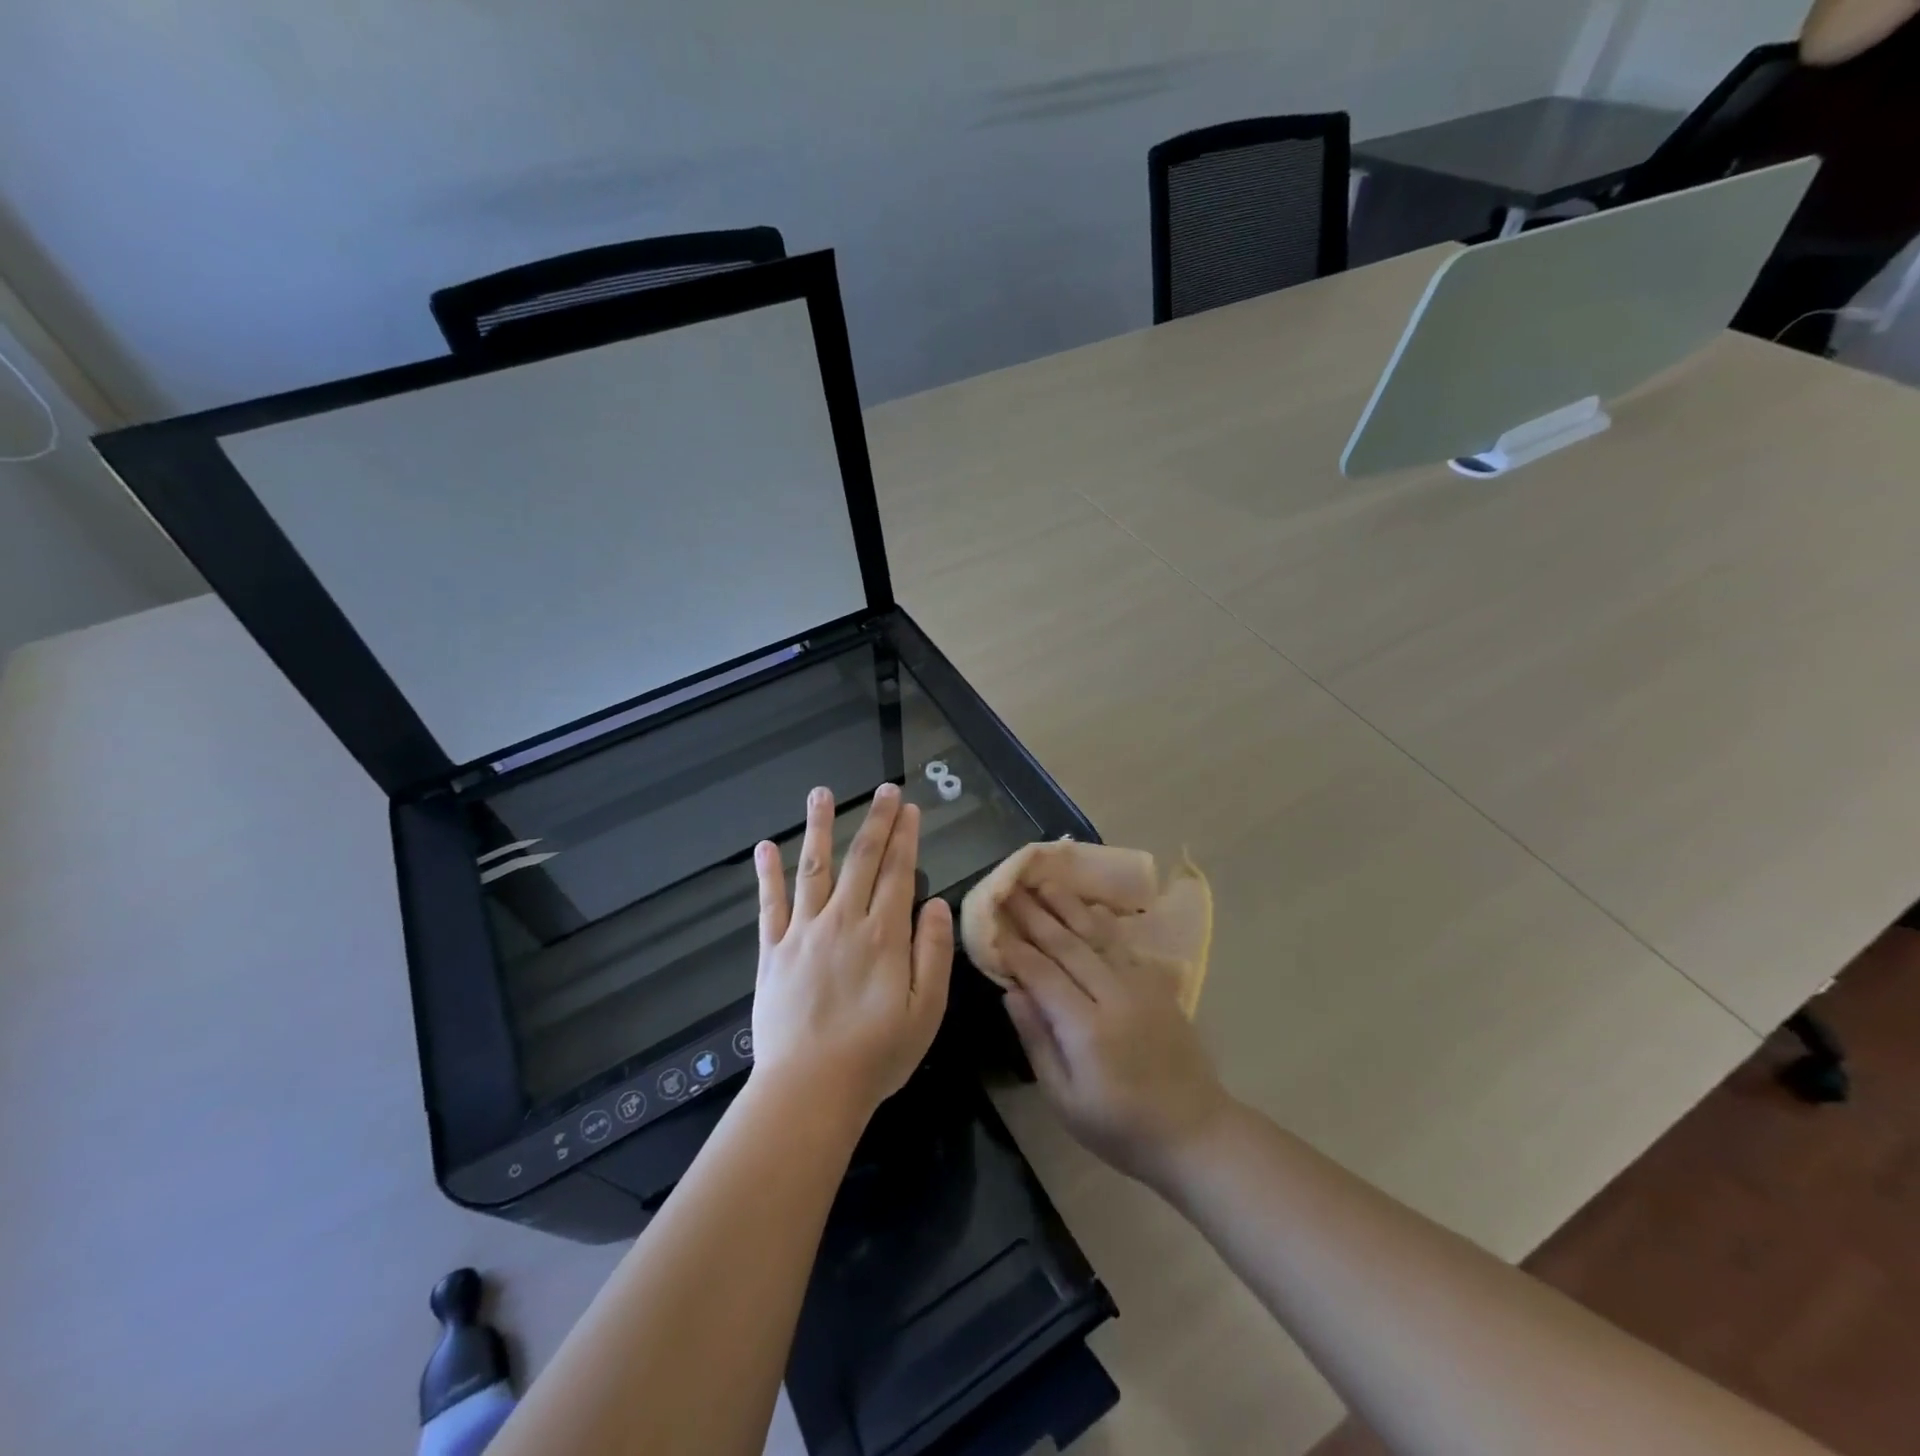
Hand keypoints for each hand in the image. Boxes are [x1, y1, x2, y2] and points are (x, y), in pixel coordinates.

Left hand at [751, 784, 953, 1125]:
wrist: (809, 1090)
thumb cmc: (876, 1055)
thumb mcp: (926, 1011)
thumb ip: (933, 953)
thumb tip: (938, 903)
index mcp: (883, 935)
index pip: (898, 872)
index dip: (905, 837)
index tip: (910, 808)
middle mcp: (843, 921)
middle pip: (861, 859)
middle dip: (876, 821)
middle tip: (885, 790)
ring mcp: (803, 933)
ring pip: (813, 869)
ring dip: (819, 828)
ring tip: (821, 793)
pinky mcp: (772, 952)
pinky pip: (770, 905)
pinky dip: (768, 875)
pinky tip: (765, 847)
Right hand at [1000, 884, 1231, 1188]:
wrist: (1195, 1131)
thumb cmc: (1120, 1126)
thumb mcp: (1065, 1098)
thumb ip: (1037, 1040)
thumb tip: (1011, 991)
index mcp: (1087, 1028)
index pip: (1042, 974)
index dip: (1015, 948)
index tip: (992, 924)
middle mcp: (1113, 995)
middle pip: (1067, 944)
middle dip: (1034, 914)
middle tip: (1009, 889)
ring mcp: (1139, 985)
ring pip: (1097, 934)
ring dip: (1067, 905)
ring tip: (1043, 882)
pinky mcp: (1157, 984)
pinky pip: (1123, 942)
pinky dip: (1101, 920)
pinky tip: (1086, 906)